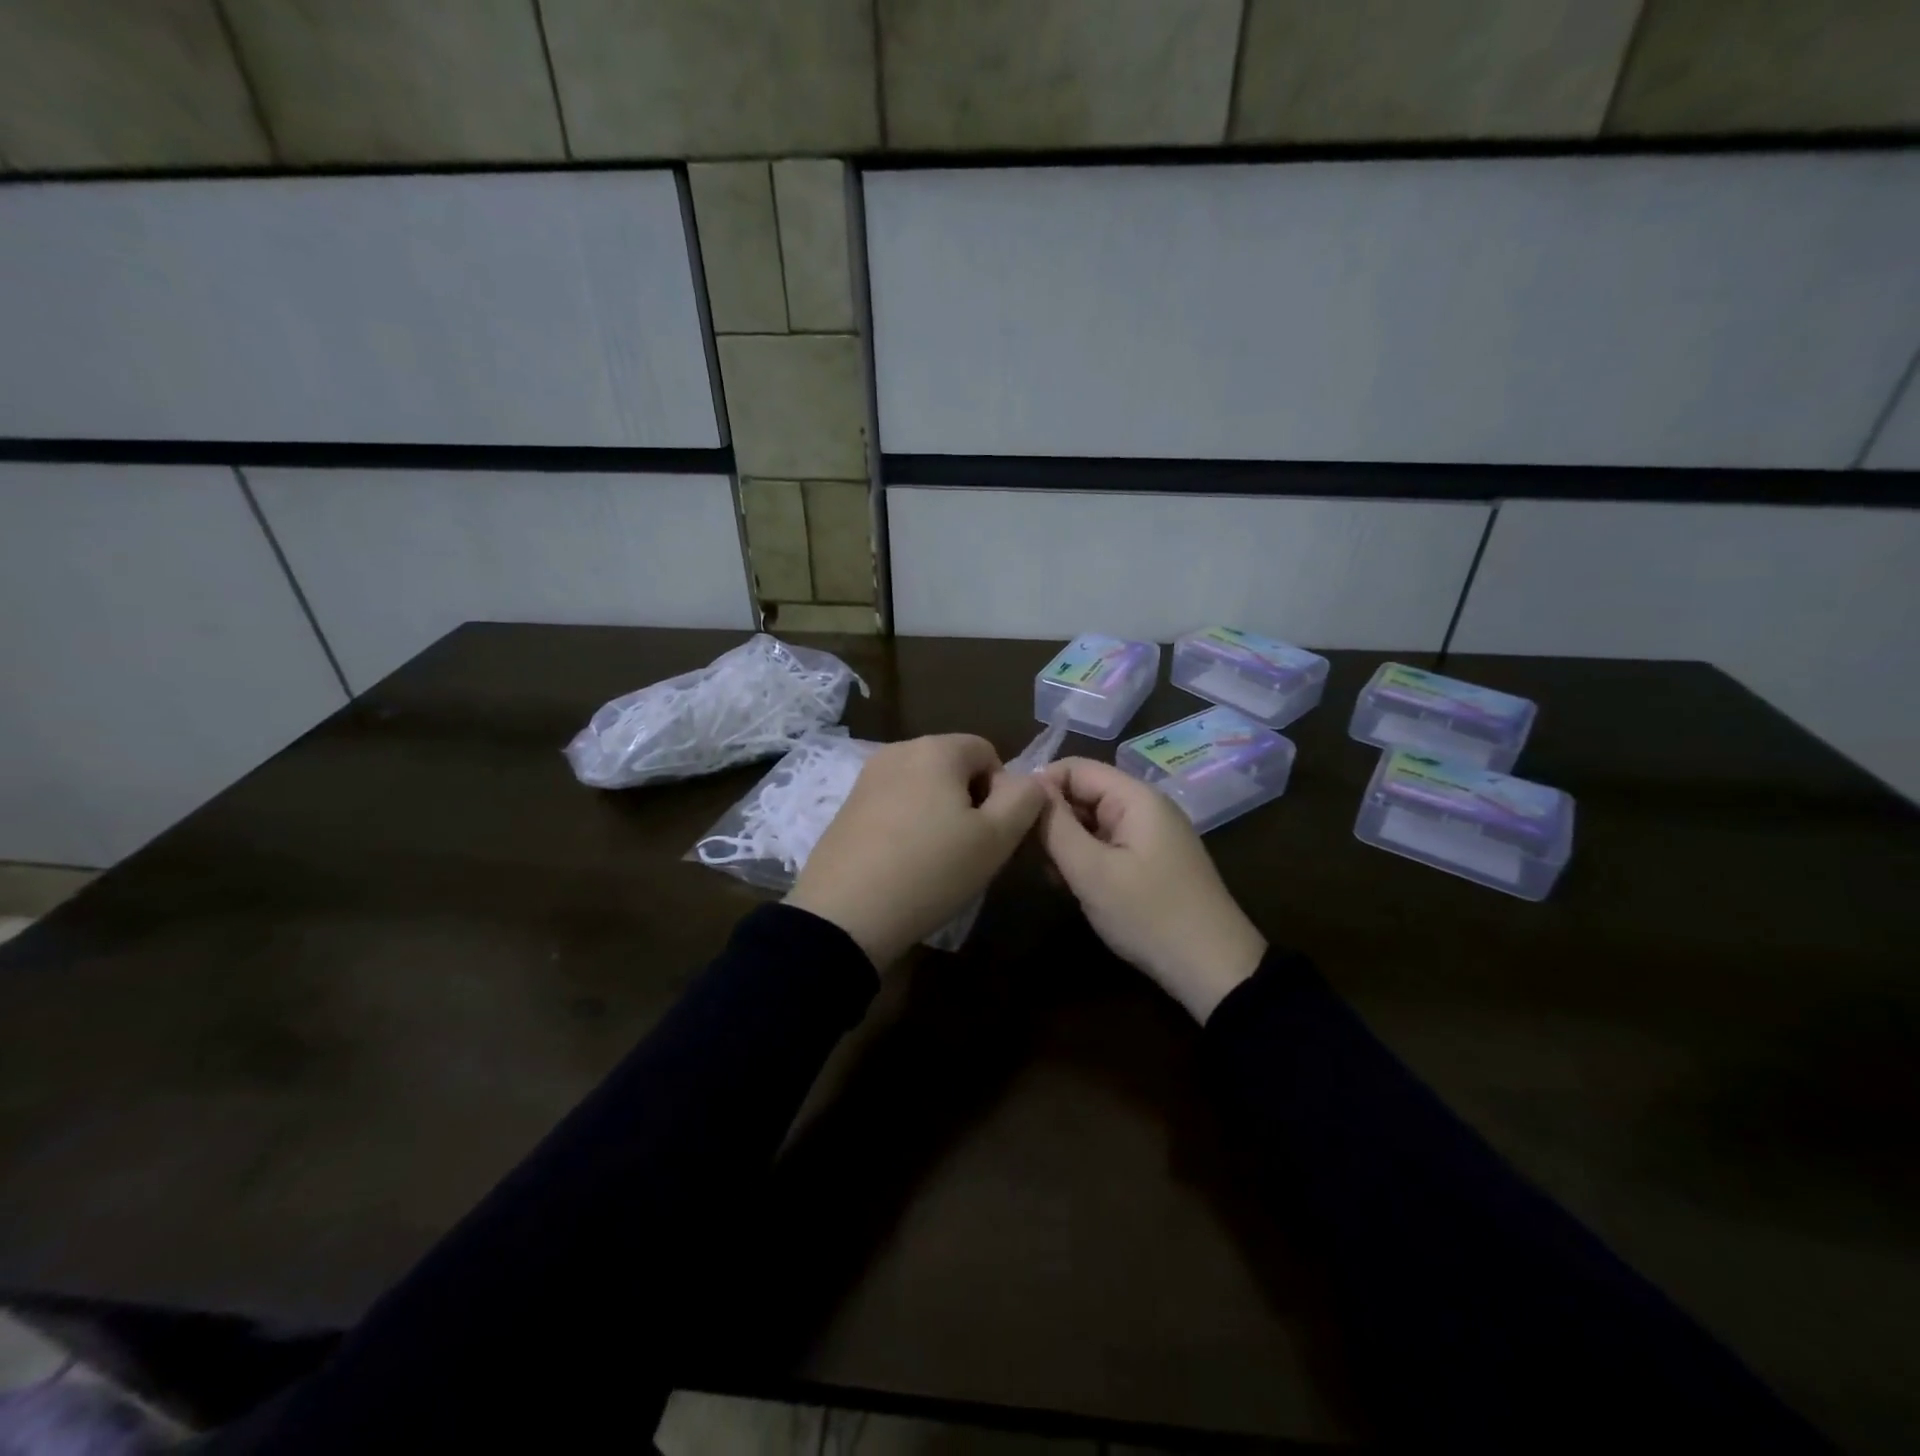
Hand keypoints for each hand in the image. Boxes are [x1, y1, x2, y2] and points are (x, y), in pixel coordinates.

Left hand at [786, 734, 1047, 967]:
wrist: (844, 915)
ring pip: (923, 787)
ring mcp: (867, 778)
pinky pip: (894, 805)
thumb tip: (1030, 780)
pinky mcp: (847, 806)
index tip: (993, 833)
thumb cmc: (931, 870)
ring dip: (939, 815)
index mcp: (936, 748)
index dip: (1002, 791)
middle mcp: (898, 750)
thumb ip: (1025, 799)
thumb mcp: (996, 839)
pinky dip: (908, 826)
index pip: (988, 752)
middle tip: (969, 850)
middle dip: (969, 801)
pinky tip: (903, 864)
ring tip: (936, 861)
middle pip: (953, 767)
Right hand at [1038, 758, 1266, 1022]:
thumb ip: (1056, 826)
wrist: (1214, 970)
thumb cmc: (1148, 915)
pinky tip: (1070, 884)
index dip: (1040, 786)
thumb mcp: (1091, 871)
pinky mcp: (1152, 861)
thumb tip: (1029, 788)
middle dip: (1052, 817)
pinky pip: (1108, 844)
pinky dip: (1086, 858)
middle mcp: (1145, 806)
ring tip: (1047, 873)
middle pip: (1085, 792)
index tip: (1012, 818)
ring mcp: (1151, 835)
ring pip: (1093, 821)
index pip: (1075, 767)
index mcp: (1135, 797)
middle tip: (1024, 852)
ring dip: (1066, 841)